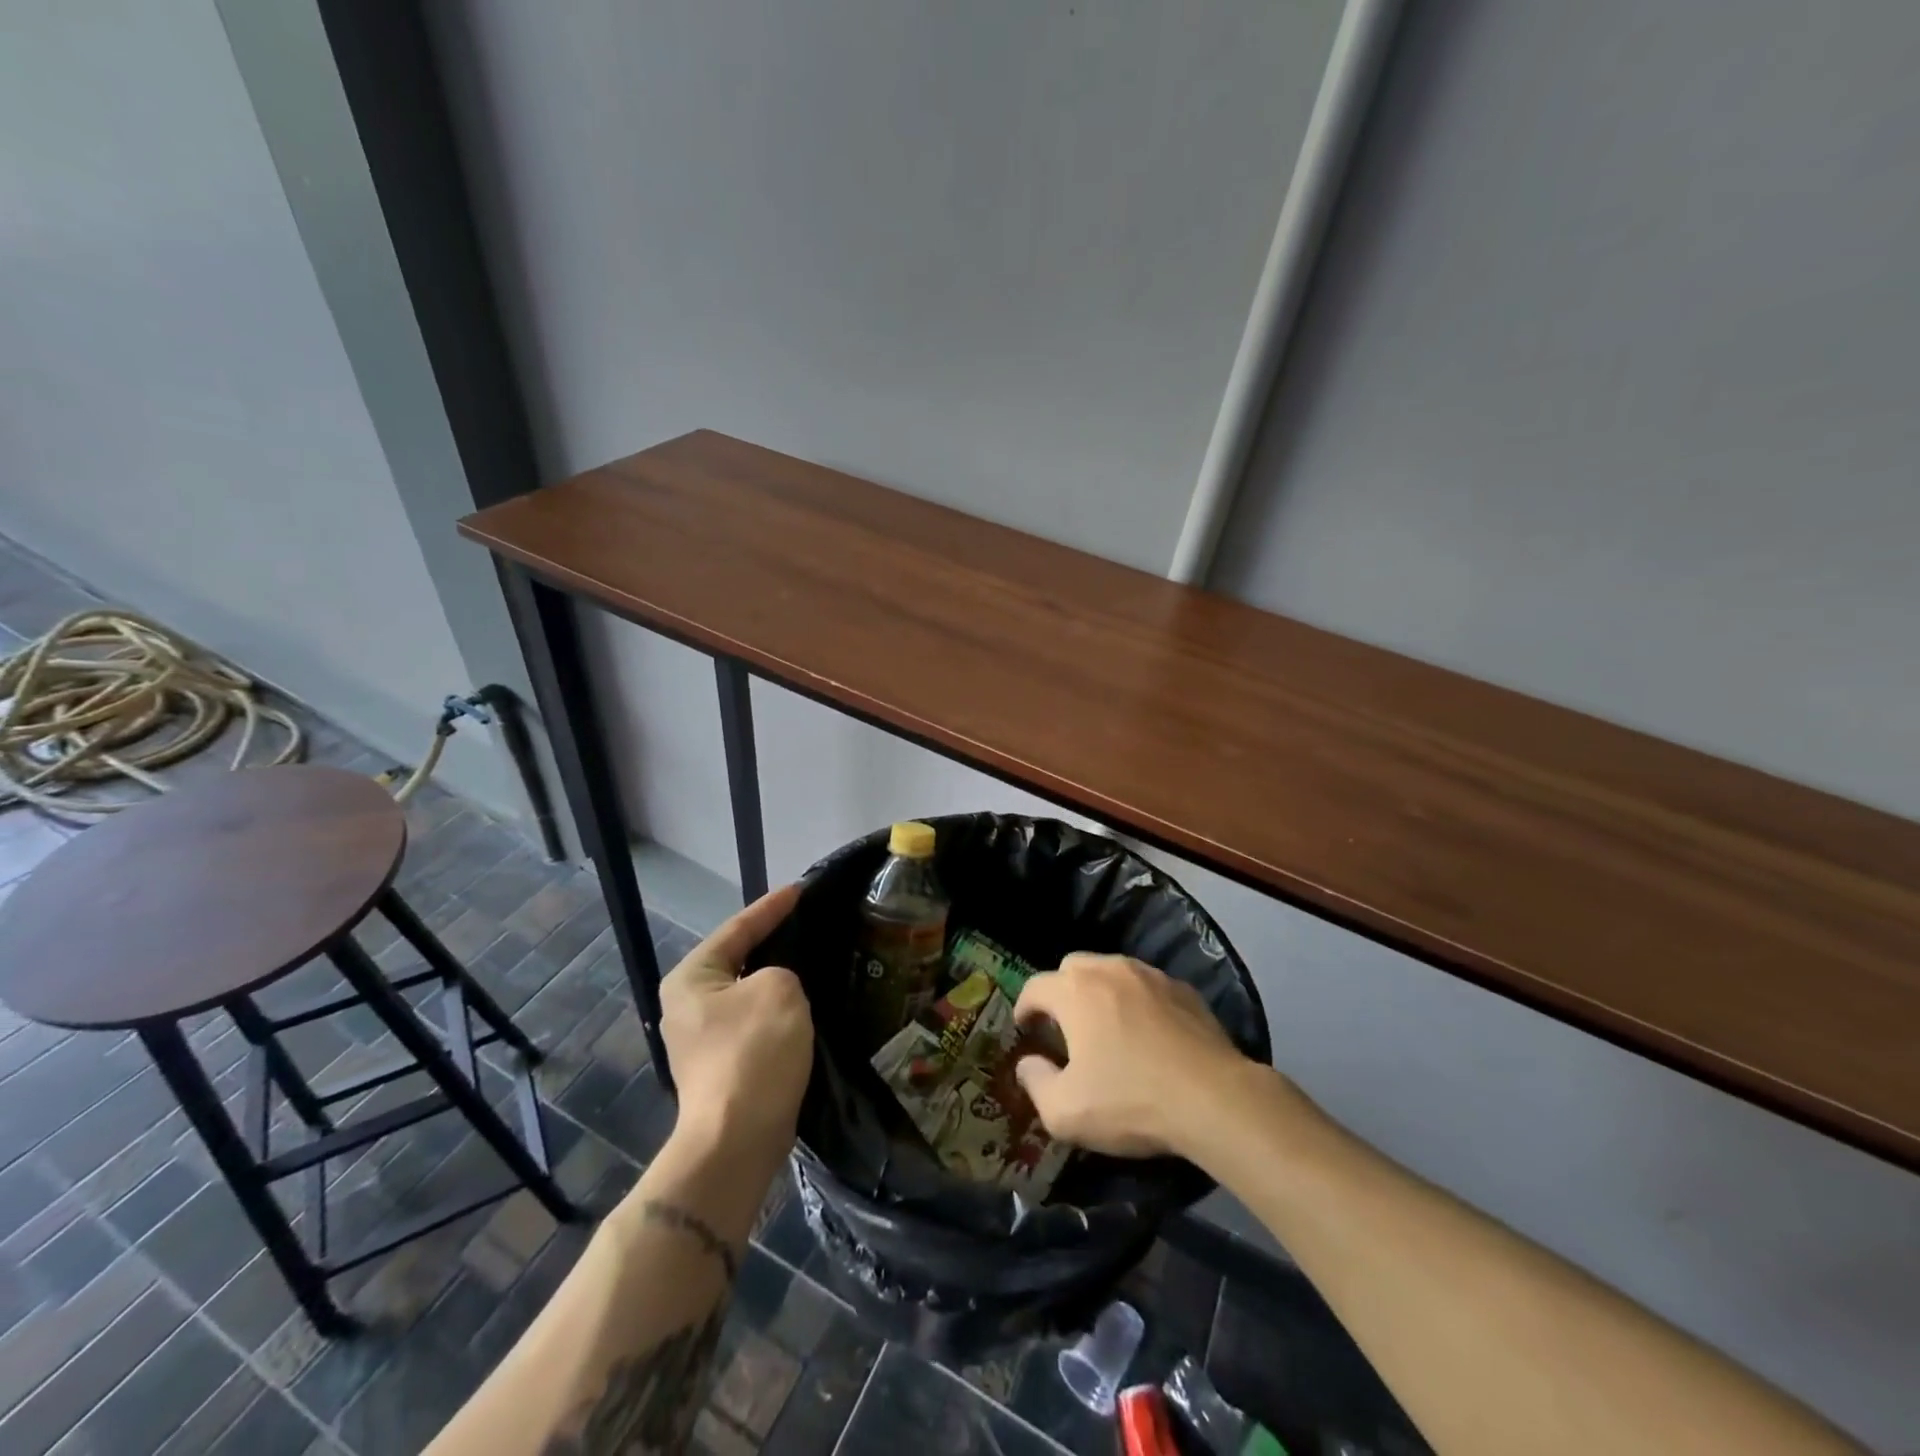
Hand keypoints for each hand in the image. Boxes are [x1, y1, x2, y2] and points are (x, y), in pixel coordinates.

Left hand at [658, 885, 811, 1164]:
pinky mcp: (721, 1066)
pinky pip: (753, 1021)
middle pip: (738, 959)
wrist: (737, 1140)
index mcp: (691, 977)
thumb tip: (776, 988)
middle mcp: (687, 1004)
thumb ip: (781, 971)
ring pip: (748, 993)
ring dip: (777, 980)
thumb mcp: (779, 989)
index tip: (800, 890)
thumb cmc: (754, 1052)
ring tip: (812, 959)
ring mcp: (701, 1039)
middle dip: (772, 942)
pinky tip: (804, 1005)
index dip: (771, 907)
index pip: (737, 928)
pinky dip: (777, 1010)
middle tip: (808, 923)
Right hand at [1013, 953, 1255, 1158]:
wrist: (1213, 1099)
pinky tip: (1149, 1033)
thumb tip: (1027, 1064)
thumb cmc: (1130, 1101)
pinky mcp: (1183, 989)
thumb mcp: (1065, 1112)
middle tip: (1065, 1026)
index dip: (1024, 1008)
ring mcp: (1150, 975)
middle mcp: (1108, 969)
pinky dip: (1138, 1001)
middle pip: (1072, 967)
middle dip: (1061, 991)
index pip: (1034, 986)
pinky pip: (1147, 986)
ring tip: (1107, 1027)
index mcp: (1074, 991)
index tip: (1026, 1031)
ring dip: (1100, 992)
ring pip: (1112, 971)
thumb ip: (1035, 1083)